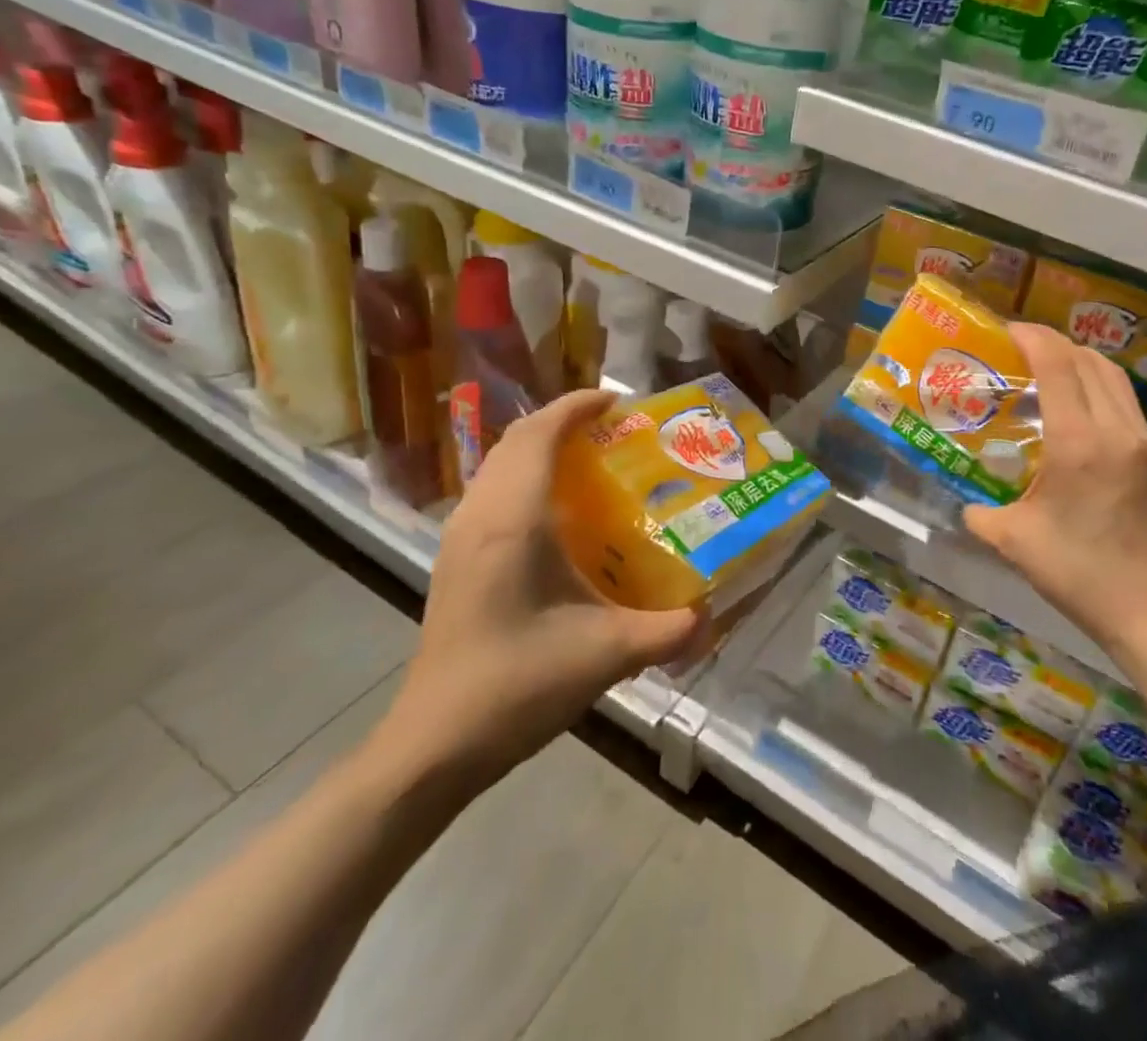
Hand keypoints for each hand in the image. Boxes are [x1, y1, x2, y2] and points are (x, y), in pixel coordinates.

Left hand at [369, 390, 699, 794]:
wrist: (433, 745)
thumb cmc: (516, 685)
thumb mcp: (606, 655)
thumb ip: (667, 632)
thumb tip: (713, 617)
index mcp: (513, 520)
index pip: (539, 434)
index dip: (577, 406)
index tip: (618, 402)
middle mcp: (481, 516)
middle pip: (516, 440)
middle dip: (562, 420)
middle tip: (612, 430)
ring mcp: (460, 538)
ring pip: (498, 464)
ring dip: (540, 447)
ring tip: (589, 460)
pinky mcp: (455, 561)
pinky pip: (491, 491)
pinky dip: (524, 476)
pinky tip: (556, 512)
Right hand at [962, 324, 1146, 668]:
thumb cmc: (1077, 573)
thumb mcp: (1014, 542)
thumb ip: (980, 515)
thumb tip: (966, 507)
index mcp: (1079, 441)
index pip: (1057, 364)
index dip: (1031, 337)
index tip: (1005, 331)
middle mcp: (1118, 431)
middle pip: (1090, 361)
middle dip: (1054, 345)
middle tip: (1022, 350)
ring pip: (1116, 381)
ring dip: (1082, 365)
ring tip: (1051, 374)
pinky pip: (1129, 412)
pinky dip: (1102, 397)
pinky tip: (1082, 424)